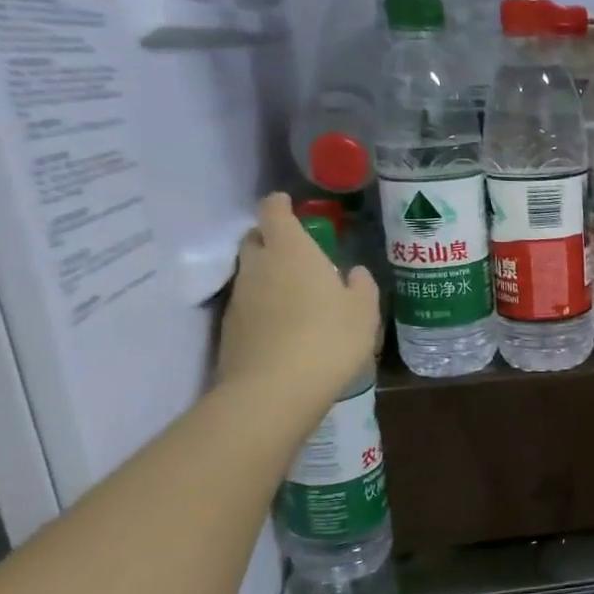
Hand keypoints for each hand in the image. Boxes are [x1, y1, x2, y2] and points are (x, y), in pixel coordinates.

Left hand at [218, 194, 378, 409]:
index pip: (273, 212)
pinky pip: (248, 304)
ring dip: (268, 275)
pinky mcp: (230, 329)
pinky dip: (263, 306)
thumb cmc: (329, 339)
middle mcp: (258, 266)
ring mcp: (239, 298)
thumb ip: (361, 286)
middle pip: (255, 239)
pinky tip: (284, 326)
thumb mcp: (363, 312)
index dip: (280, 205)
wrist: (275, 390)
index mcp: (291, 251)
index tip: (288, 204)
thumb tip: (354, 273)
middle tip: (296, 252)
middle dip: (271, 239)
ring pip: (250, 274)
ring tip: (295, 294)